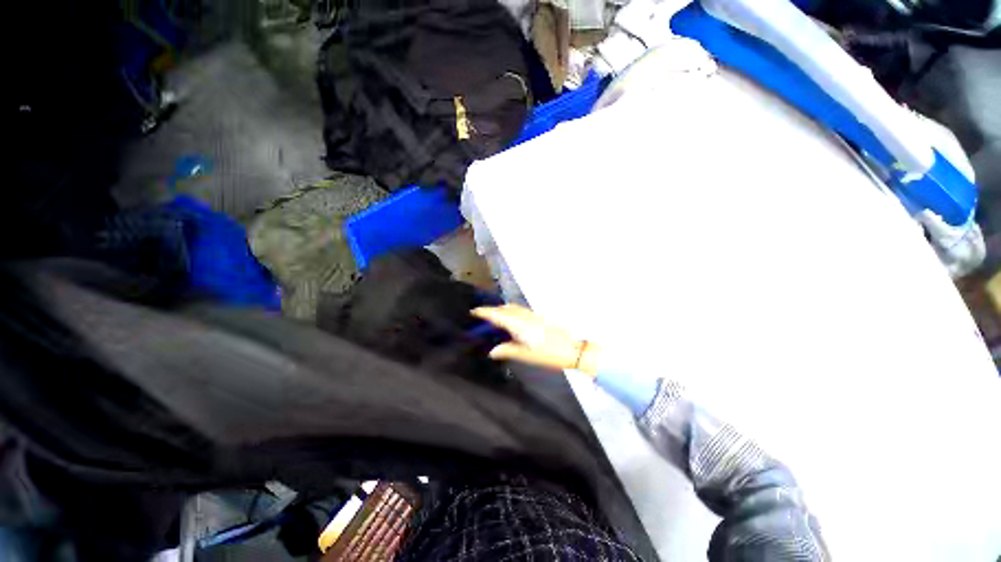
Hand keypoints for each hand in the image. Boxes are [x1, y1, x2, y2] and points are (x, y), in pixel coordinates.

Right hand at [471, 305, 599, 374]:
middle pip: (503, 308)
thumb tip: (492, 351)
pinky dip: (510, 312)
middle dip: (491, 311)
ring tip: (494, 321)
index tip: (473, 311)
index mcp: (517, 323)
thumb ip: (506, 350)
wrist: (572, 348)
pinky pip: (519, 310)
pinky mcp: (538, 316)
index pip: (496, 314)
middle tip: (481, 319)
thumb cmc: (547, 353)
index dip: (484, 312)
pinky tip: (511, 322)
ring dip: (501, 310)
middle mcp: (523, 315)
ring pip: (512, 308)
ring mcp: (531, 314)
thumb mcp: (524, 355)